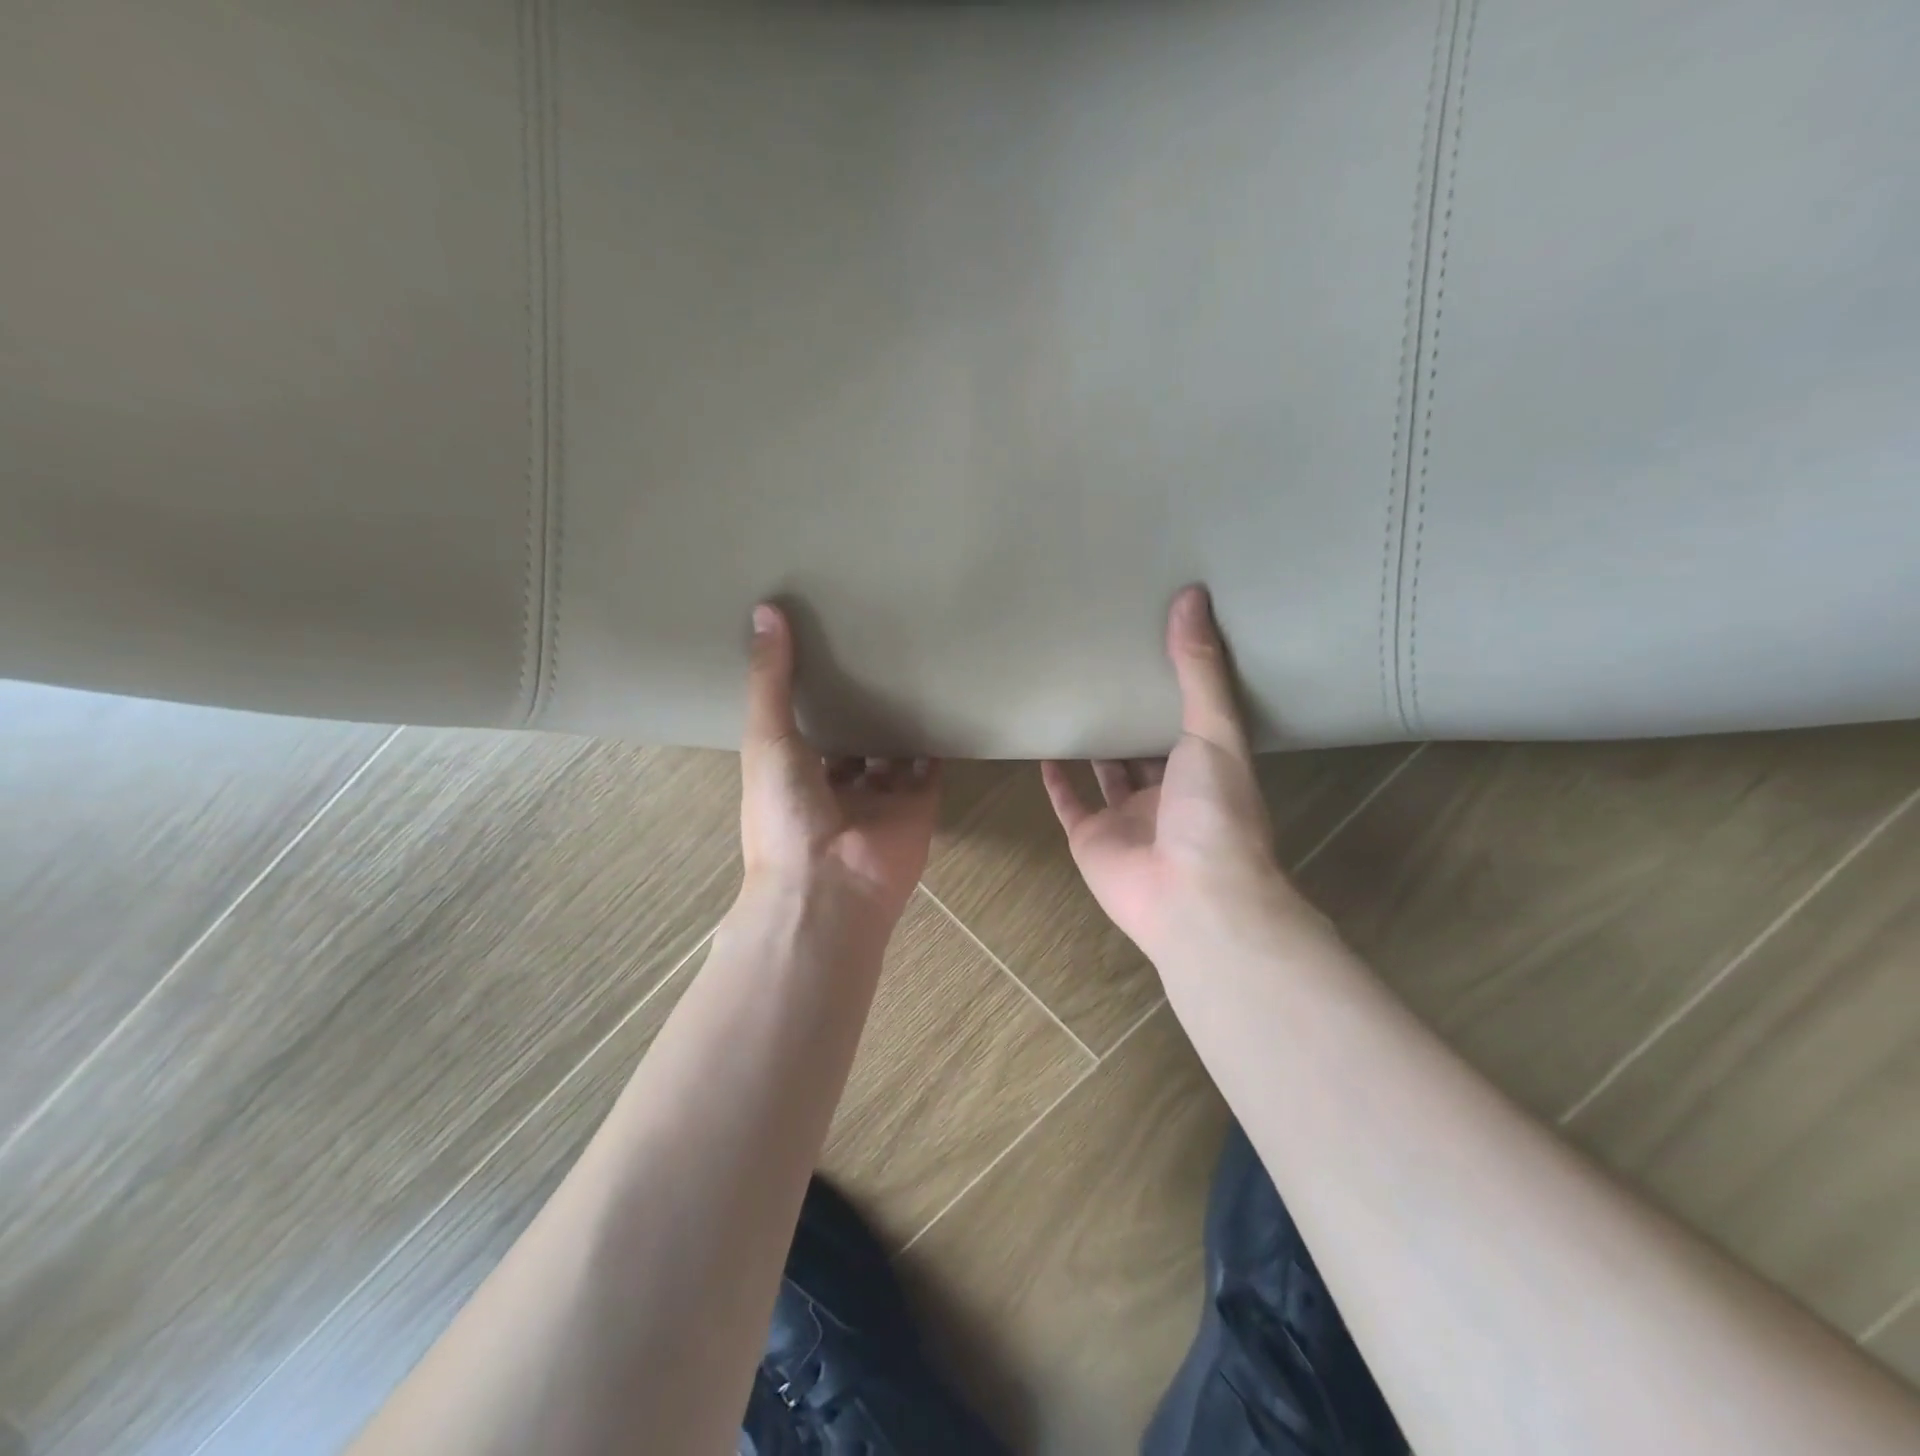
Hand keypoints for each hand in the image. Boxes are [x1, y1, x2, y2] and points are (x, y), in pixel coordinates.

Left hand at [738, 604, 940, 927]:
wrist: (831, 884)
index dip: (812, 690)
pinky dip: (938, 740)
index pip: (805, 725)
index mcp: (794, 772)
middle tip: (876, 648)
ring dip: (900, 718)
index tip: (824, 645)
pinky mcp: (919, 804)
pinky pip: (931, 767)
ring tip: (914, 665)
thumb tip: (764, 611)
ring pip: (893, 749)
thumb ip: (769, 679)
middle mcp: (837, 784)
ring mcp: (881, 796)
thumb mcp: (768, 738)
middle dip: (861, 702)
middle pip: (852, 736)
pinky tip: (945, 700)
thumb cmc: (786, 813)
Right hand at [1043, 586, 1296, 960]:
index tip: (1155, 644)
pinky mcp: (1091, 838)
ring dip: (1094, 743)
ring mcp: (1127, 818)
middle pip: (1146, 747)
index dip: (1175, 686)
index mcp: (1206, 768)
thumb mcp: (1214, 730)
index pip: (1190, 719)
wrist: (1190, 895)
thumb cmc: (1214, 811)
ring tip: (1072, 700)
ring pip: (1107, 774)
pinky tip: (1044, 748)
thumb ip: (1198, 669)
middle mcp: (1168, 793)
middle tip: (1105, 666)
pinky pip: (1070, 803)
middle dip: (1131, 713)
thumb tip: (1191, 595)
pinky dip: (1057, 780)